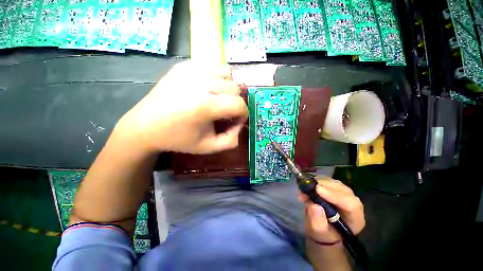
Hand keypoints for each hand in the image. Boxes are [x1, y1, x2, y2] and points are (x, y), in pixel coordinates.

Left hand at [121, 61, 247, 153]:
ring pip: (227, 73)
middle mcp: (199, 83)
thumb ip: (231, 139)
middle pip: (235, 88)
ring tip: (219, 98)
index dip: (242, 114)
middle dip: (236, 102)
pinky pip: (212, 66)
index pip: (239, 104)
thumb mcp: (209, 147)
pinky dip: (217, 77)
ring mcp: (191, 71)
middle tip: (226, 112)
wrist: (145, 126)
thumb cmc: (179, 139)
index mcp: (205, 106)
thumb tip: (240, 123)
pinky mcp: (184, 65)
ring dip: (228, 87)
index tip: (236, 120)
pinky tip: (208, 89)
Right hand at [299, 177, 364, 243]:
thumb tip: (314, 205)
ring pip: (335, 183)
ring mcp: (344, 194)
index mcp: (355, 218)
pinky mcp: (334, 188)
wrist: (321, 227)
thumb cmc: (322, 233)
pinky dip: (315, 180)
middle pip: (343, 190)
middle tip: (308, 186)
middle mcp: (352, 204)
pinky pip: (327, 180)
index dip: (335, 195)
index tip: (317, 190)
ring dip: (318, 182)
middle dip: (324, 186)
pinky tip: (307, 185)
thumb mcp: (318, 232)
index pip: (351, 204)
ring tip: (304, 188)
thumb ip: (317, 221)